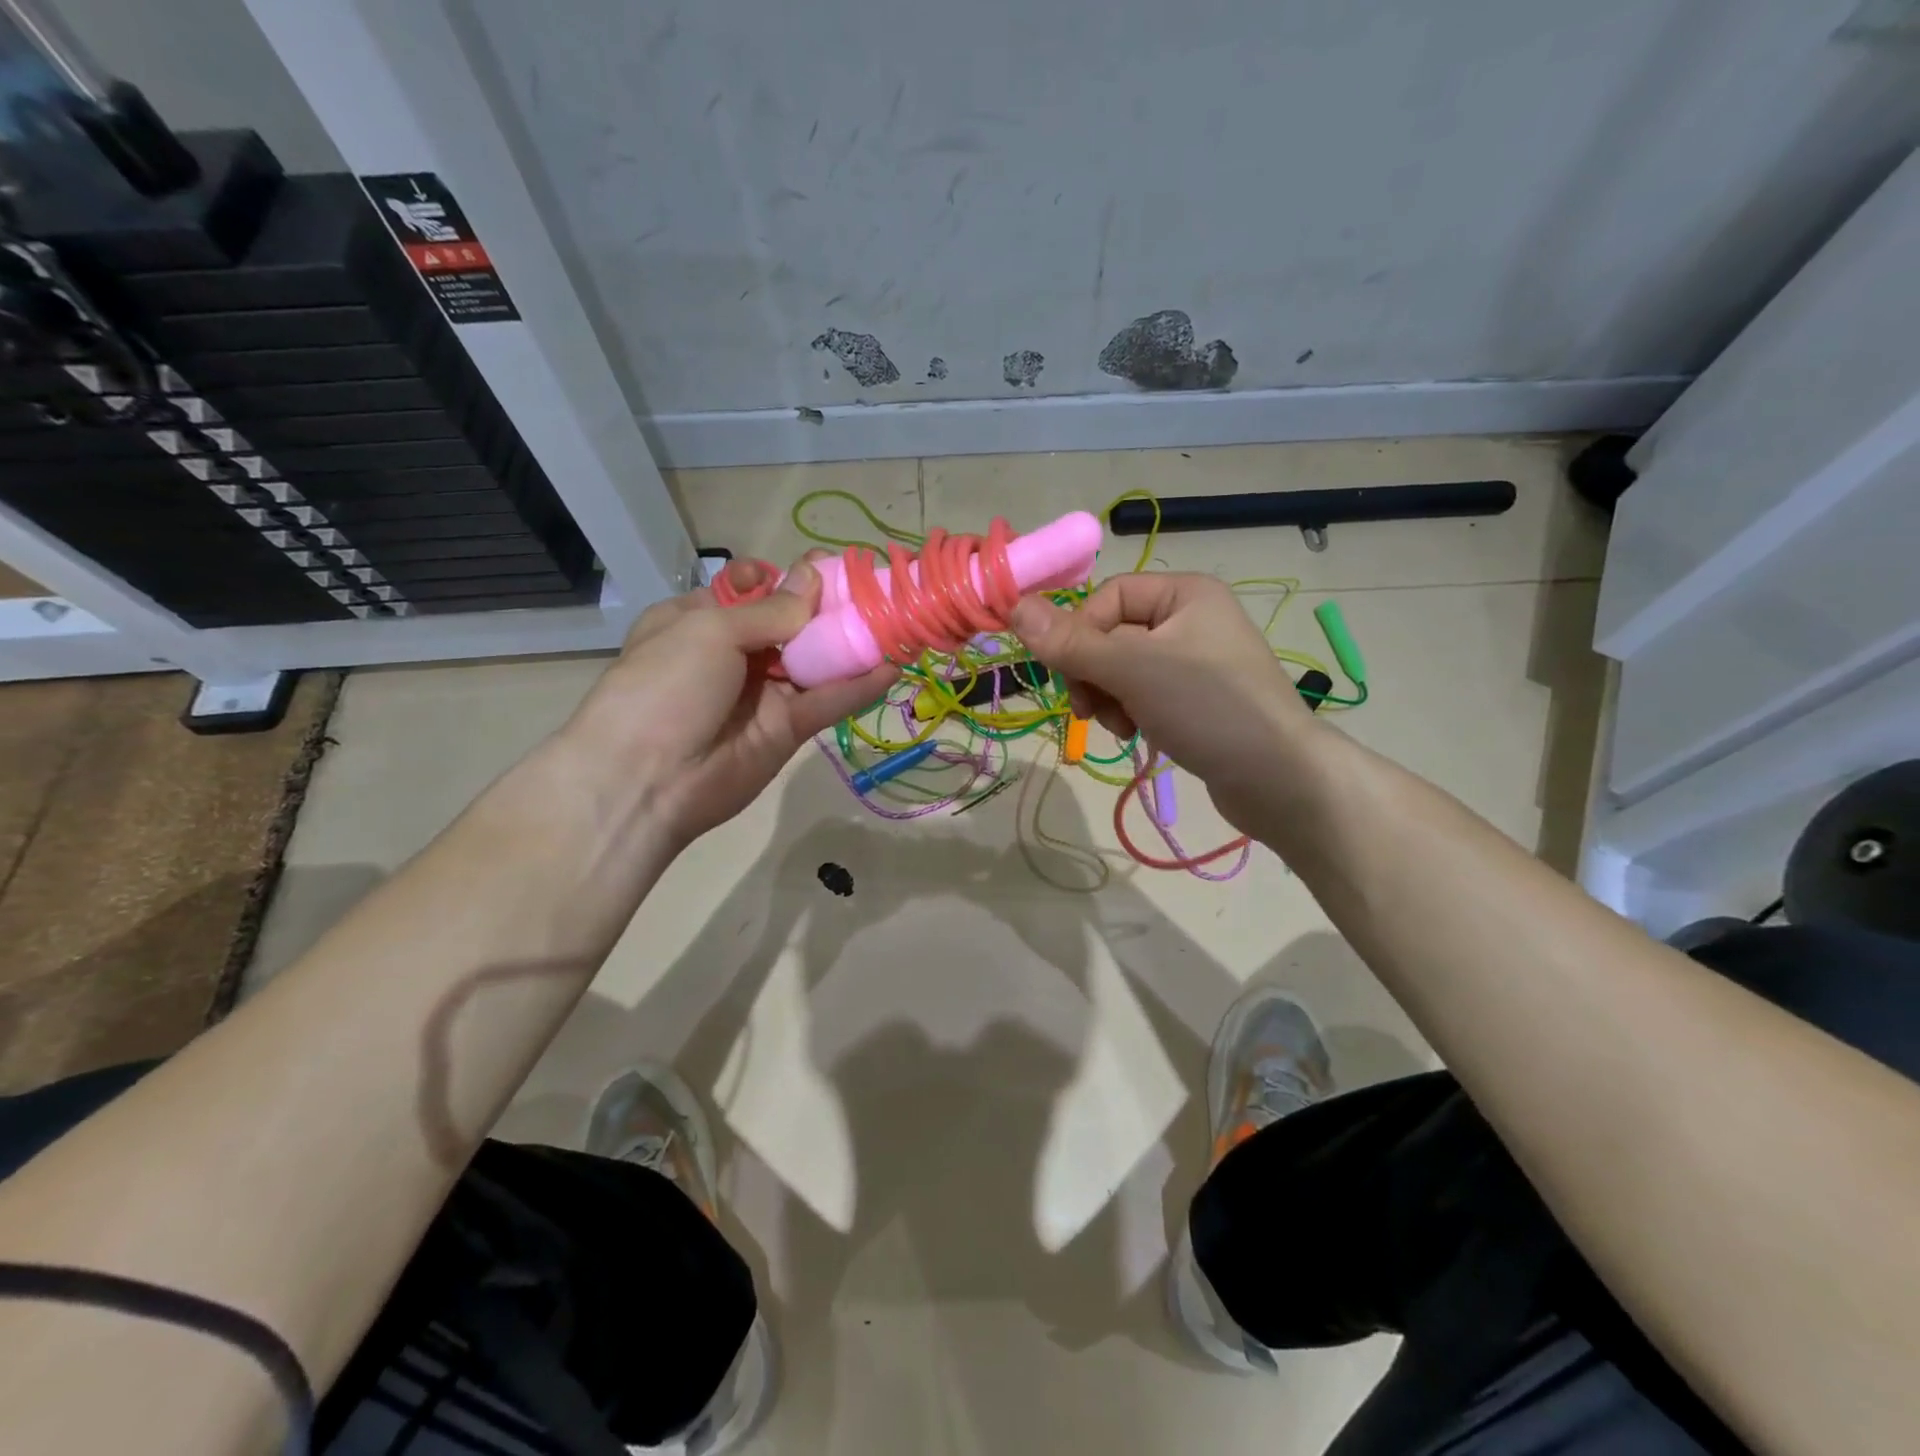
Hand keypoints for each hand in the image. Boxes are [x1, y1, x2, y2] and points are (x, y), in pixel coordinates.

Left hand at [563, 557, 896, 847]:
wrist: (647, 780)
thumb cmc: (667, 685)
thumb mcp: (709, 630)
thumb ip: (770, 609)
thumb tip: (811, 577)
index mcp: (698, 621)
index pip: (749, 590)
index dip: (784, 578)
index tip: (822, 568)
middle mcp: (732, 654)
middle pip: (790, 625)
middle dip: (827, 608)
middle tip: (873, 591)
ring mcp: (762, 694)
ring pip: (814, 663)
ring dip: (851, 645)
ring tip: (896, 622)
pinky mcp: (787, 730)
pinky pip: (826, 702)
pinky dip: (858, 686)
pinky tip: (891, 667)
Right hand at [1009, 573, 1318, 830]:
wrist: (1279, 778)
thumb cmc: (1209, 707)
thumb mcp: (1133, 669)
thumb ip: (1071, 642)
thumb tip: (1014, 606)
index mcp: (1184, 593)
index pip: (1107, 598)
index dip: (1080, 634)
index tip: (1070, 674)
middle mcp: (1190, 619)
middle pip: (1111, 634)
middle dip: (1093, 672)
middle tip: (1088, 708)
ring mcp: (1194, 662)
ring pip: (1121, 669)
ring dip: (1107, 696)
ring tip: (1119, 725)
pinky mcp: (1195, 700)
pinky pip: (1142, 693)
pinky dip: (1129, 711)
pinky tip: (1134, 734)